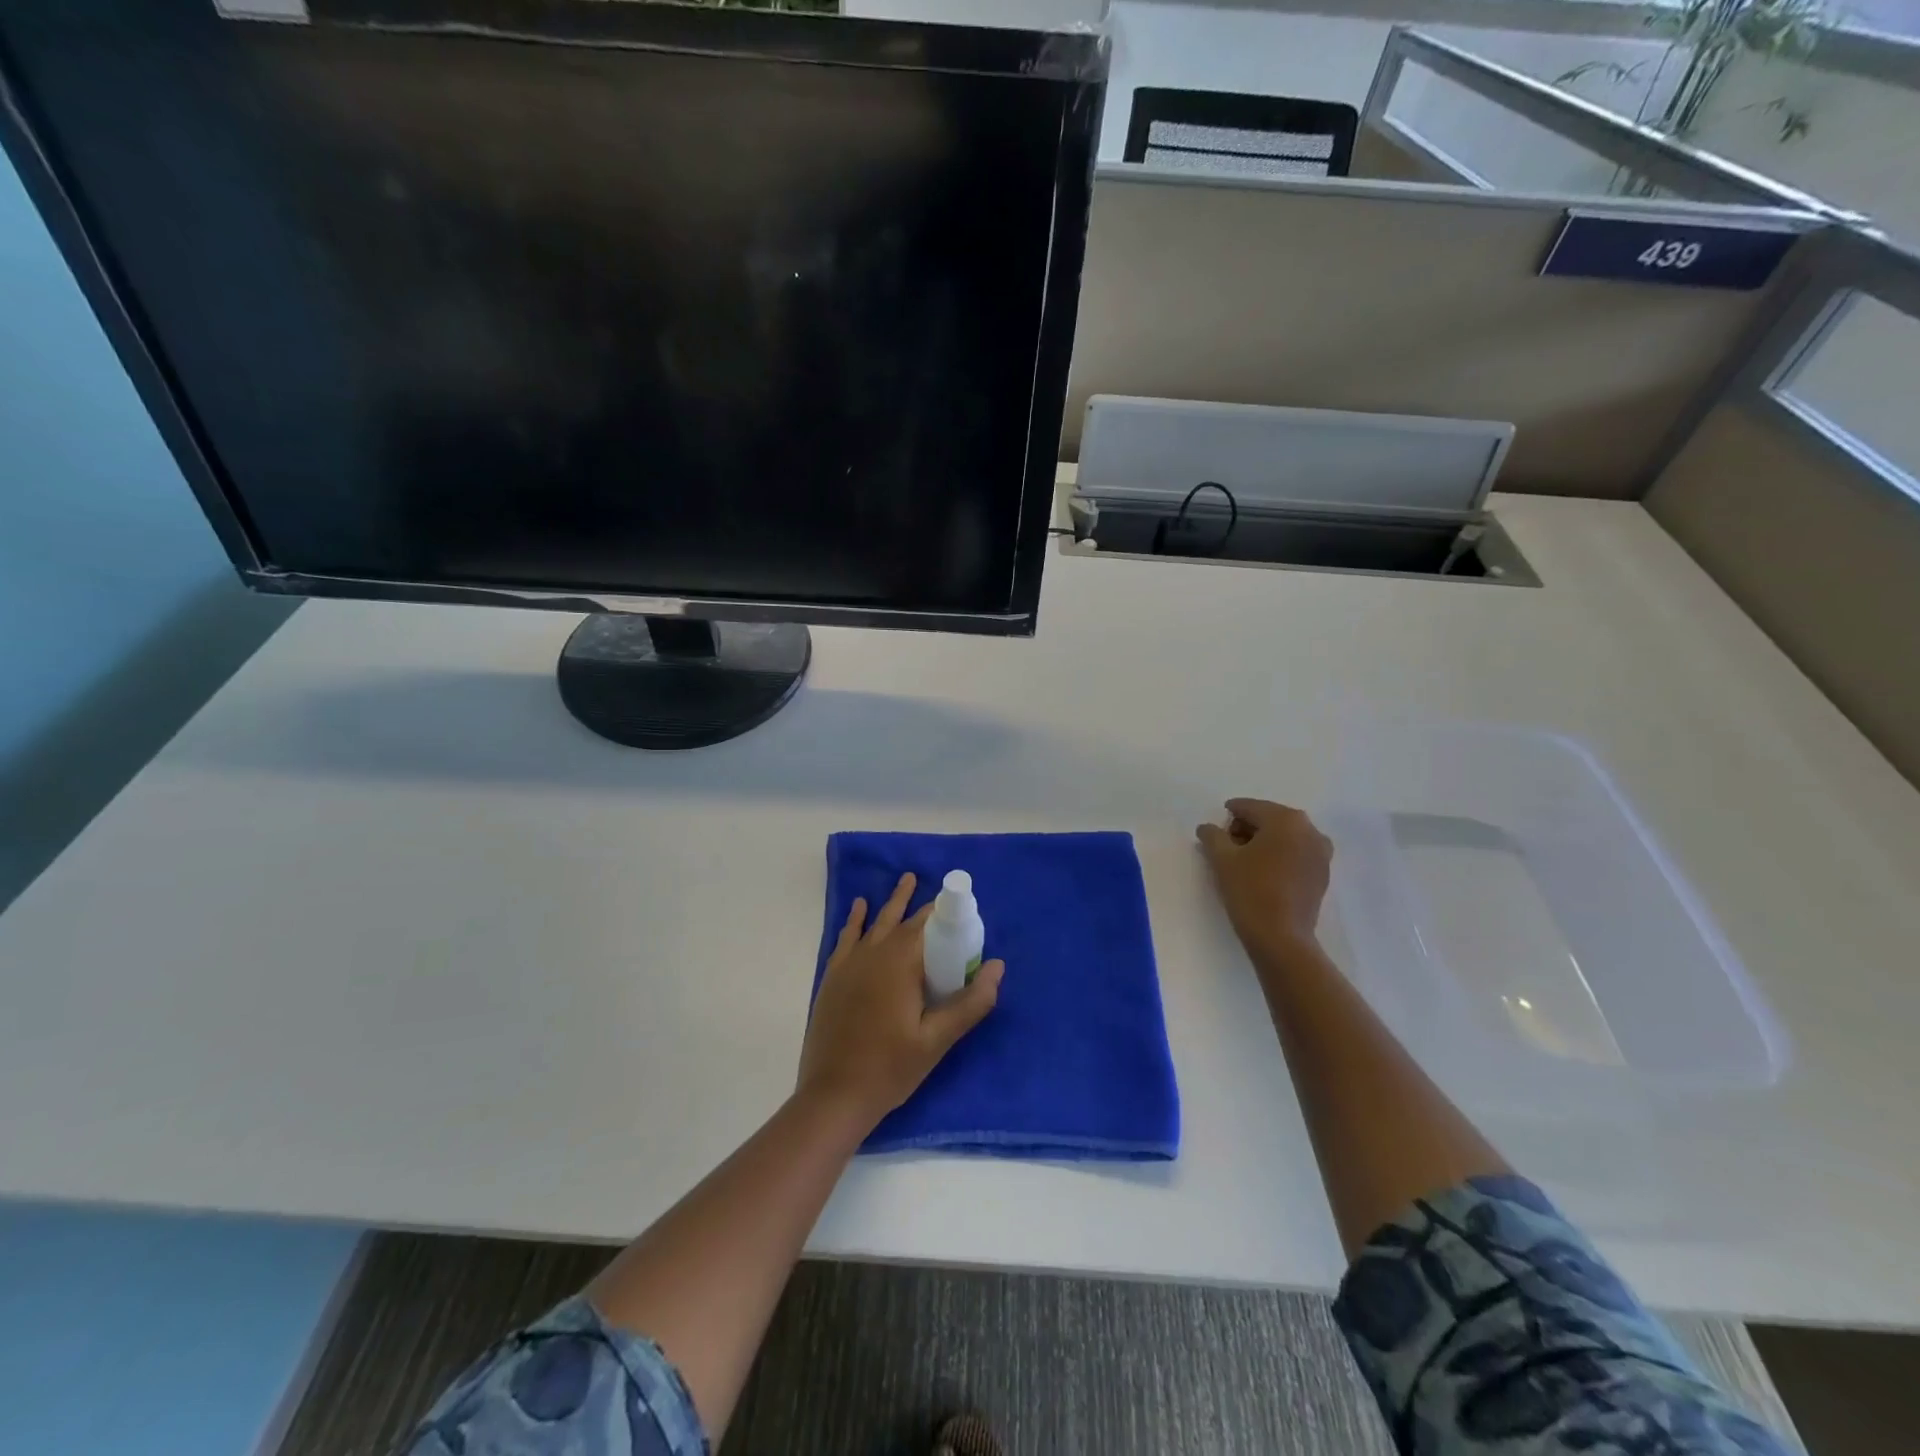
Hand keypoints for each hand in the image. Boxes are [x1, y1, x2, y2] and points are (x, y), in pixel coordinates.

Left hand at [797, 873, 1003, 1129]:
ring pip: (876, 922)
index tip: (964, 906)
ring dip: (893, 902)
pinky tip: (861, 907)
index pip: (929, 924)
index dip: (946, 912)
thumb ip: (970, 1002)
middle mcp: (874, 953)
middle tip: (939, 889)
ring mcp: (850, 964)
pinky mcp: (833, 977)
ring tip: (906, 879)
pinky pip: (848, 937)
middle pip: (903, 918)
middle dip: (923, 905)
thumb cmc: (890, 1068)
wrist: (833, 1096)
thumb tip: (998, 966)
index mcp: (901, 962)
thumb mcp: (937, 1040)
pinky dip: (857, 920)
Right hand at [1195, 798, 1333, 964]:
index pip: (1249, 808)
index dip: (1229, 816)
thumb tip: (1207, 827)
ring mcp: (1321, 852)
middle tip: (1228, 847)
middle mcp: (1309, 829)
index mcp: (1285, 819)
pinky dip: (1280, 856)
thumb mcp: (1221, 859)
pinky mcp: (1323, 873)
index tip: (1215, 831)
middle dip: (1248, 829)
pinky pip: (1297, 853)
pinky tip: (1264, 873)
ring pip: (1285, 837)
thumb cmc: (1249, 890)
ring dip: (1265, 842)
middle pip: (1270, 819)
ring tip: (1245, 862)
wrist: (1281, 937)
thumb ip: (1212, 835)